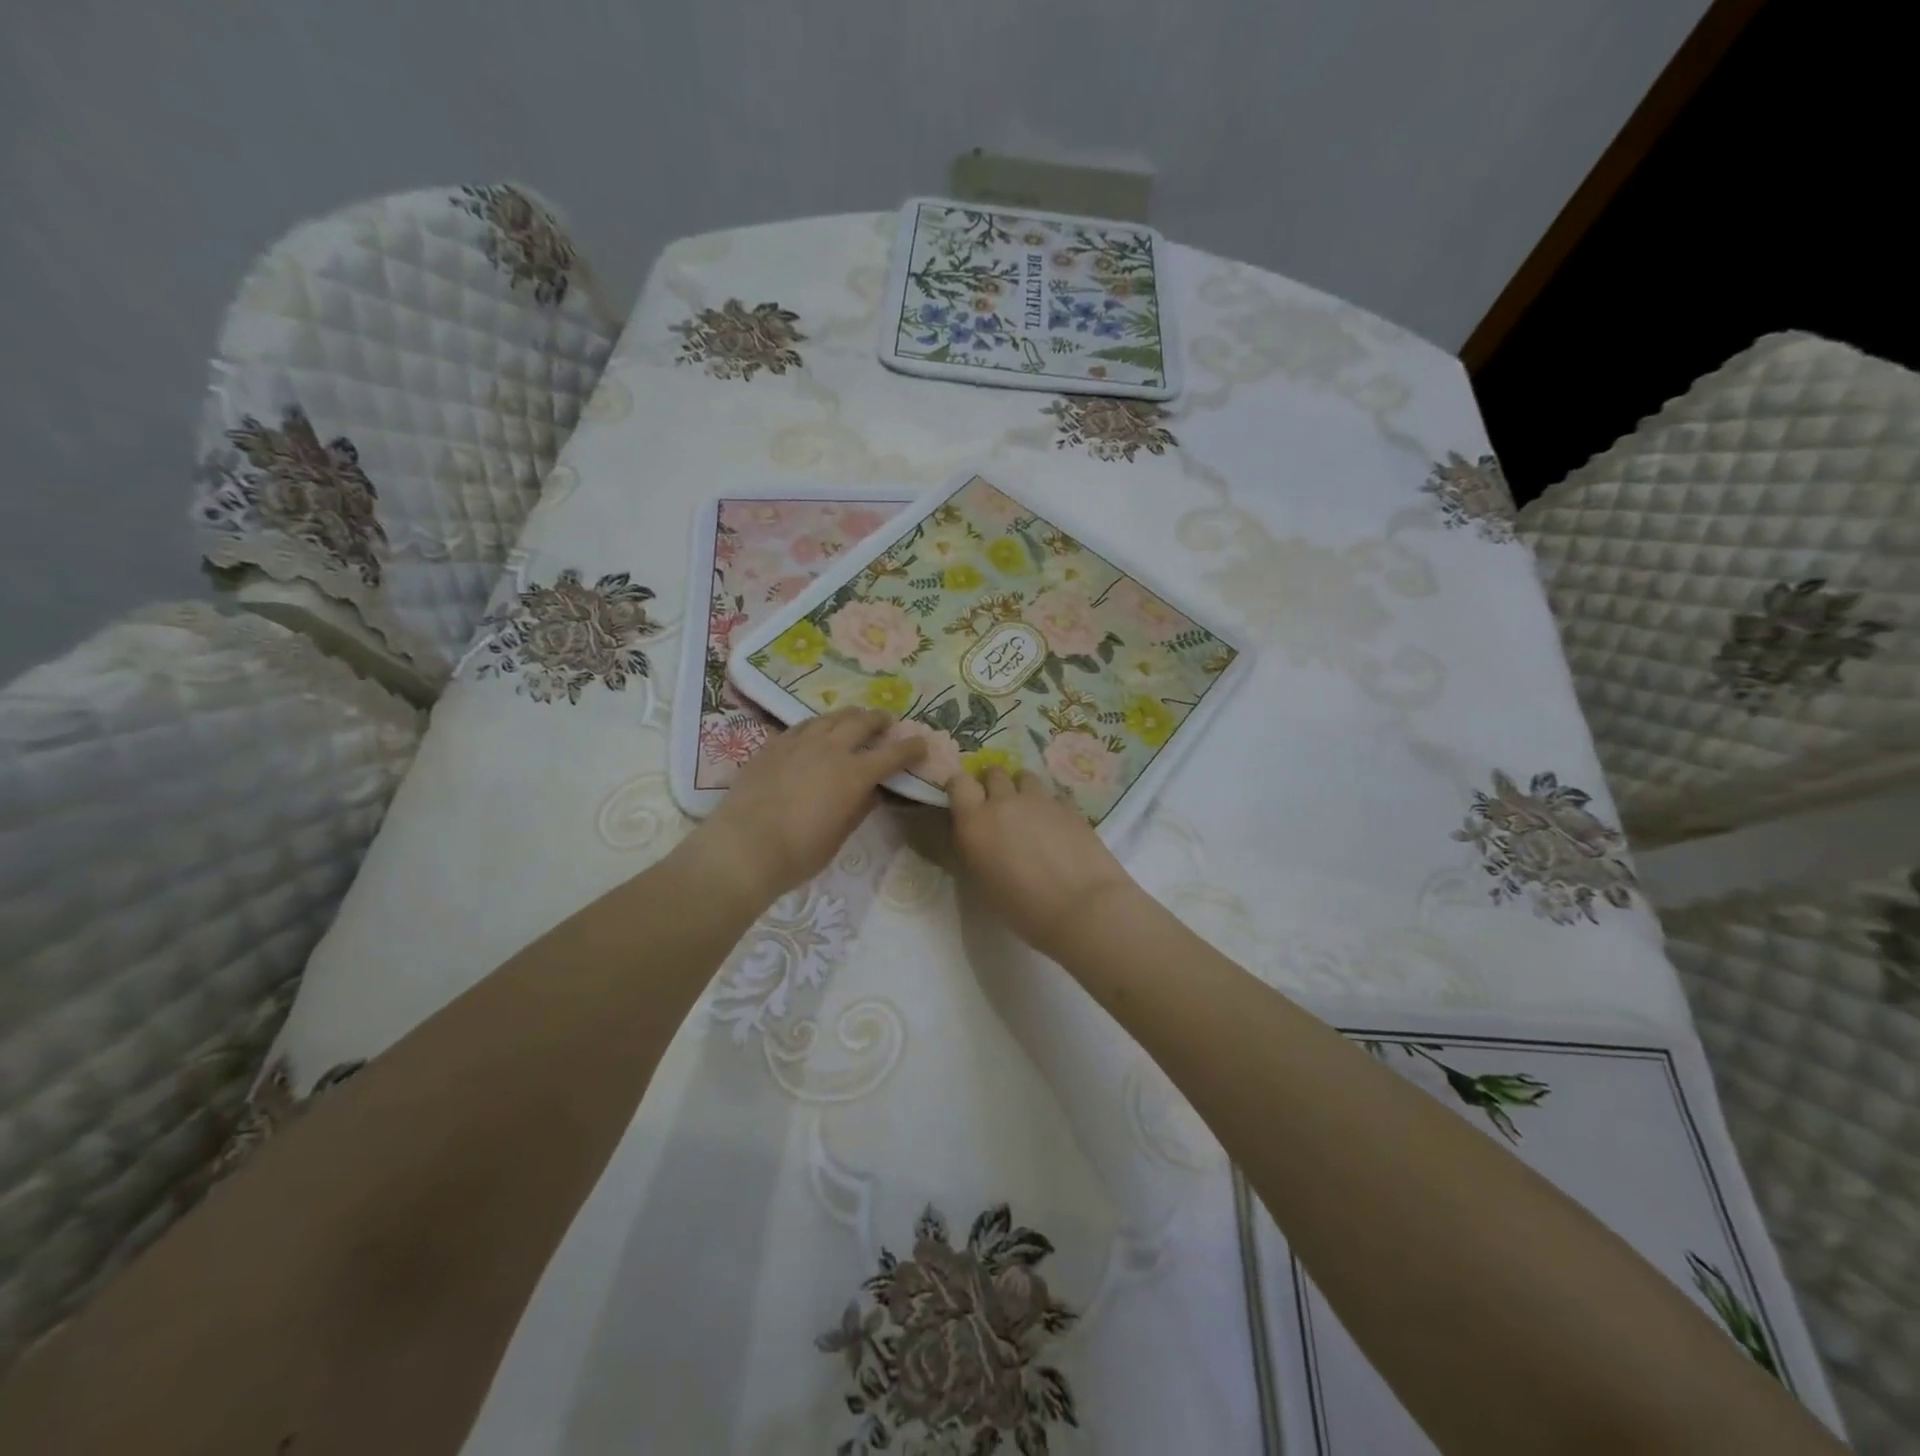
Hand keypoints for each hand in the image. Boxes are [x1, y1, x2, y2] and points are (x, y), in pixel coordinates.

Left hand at [690, 707, 924, 908]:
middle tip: (886, 723)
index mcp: (854, 774)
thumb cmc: (798, 853)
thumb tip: (870, 792)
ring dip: (849, 716)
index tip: (922, 743)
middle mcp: (830, 749)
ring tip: (854, 719)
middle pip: (862, 722)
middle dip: (879, 720)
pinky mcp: (773, 745)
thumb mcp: (839, 836)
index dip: (911, 748)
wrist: (743, 847)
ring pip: (830, 717)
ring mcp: (799, 742)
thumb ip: (858, 808)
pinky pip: (802, 725)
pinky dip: (818, 725)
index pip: (893, 754)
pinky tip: (816, 730)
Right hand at [946, 767, 1137, 961]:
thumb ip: (977, 851)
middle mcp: (1004, 802)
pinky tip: (1057, 825)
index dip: (961, 789)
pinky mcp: (1069, 805)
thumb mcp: (983, 885)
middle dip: (993, 785)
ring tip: (1029, 812)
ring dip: (1022, 789)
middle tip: (999, 808)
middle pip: (993, 772)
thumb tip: (981, 840)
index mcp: (975, 823)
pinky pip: (1053, 794)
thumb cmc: (1024, 909)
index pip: (958, 782)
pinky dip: (1050, 805)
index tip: (965, 802)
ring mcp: (1039, 800)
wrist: (1082, 907)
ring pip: (1025, 776)